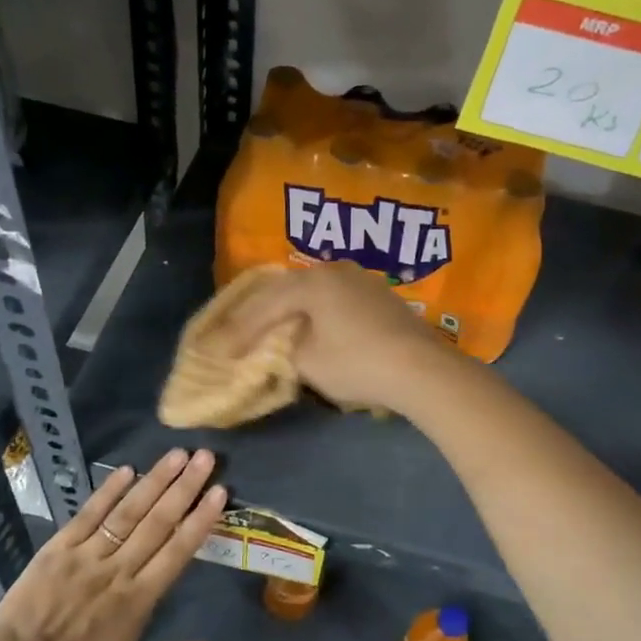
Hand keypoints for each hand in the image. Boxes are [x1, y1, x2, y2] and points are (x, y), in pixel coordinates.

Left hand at [0, 450, 224, 640]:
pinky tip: (126, 470)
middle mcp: (116, 570)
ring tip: (177, 454)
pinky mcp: (56, 550)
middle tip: (206, 457)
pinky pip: (87, 515)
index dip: (199, 520)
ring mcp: (85, 556)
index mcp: (136, 602)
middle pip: (157, 522)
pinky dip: (107, 492)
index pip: (176, 552)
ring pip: (127, 512)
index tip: (219, 492)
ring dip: (154, 481)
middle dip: (184, 488)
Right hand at [211, 262, 450, 411]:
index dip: (239, 329)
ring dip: (290, 312)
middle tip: (236, 331)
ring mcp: (362, 280)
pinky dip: (316, 315)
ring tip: (268, 327)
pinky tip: (310, 327)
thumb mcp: (308, 362)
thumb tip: (286, 345)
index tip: (218, 349)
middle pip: (288, 291)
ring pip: (313, 294)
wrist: (422, 369)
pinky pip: (335, 301)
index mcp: (312, 281)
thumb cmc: (357, 363)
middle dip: (261, 314)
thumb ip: (285, 349)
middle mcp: (335, 270)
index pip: (265, 304)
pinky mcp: (380, 297)